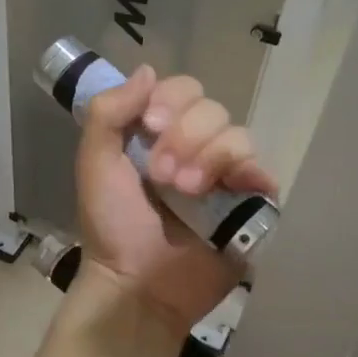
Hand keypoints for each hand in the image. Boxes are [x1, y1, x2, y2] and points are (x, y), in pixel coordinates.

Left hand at [73, 67, 277, 337]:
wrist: (136, 285)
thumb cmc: (112, 226)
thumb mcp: (95, 164)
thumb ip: (110, 112)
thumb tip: (149, 70)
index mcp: (158, 134)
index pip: (182, 90)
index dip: (170, 101)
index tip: (150, 125)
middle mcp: (194, 147)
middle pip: (211, 108)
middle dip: (185, 136)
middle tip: (161, 176)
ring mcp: (224, 175)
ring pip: (237, 134)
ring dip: (208, 156)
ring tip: (185, 192)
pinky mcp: (248, 204)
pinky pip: (262, 169)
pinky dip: (249, 171)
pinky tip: (230, 188)